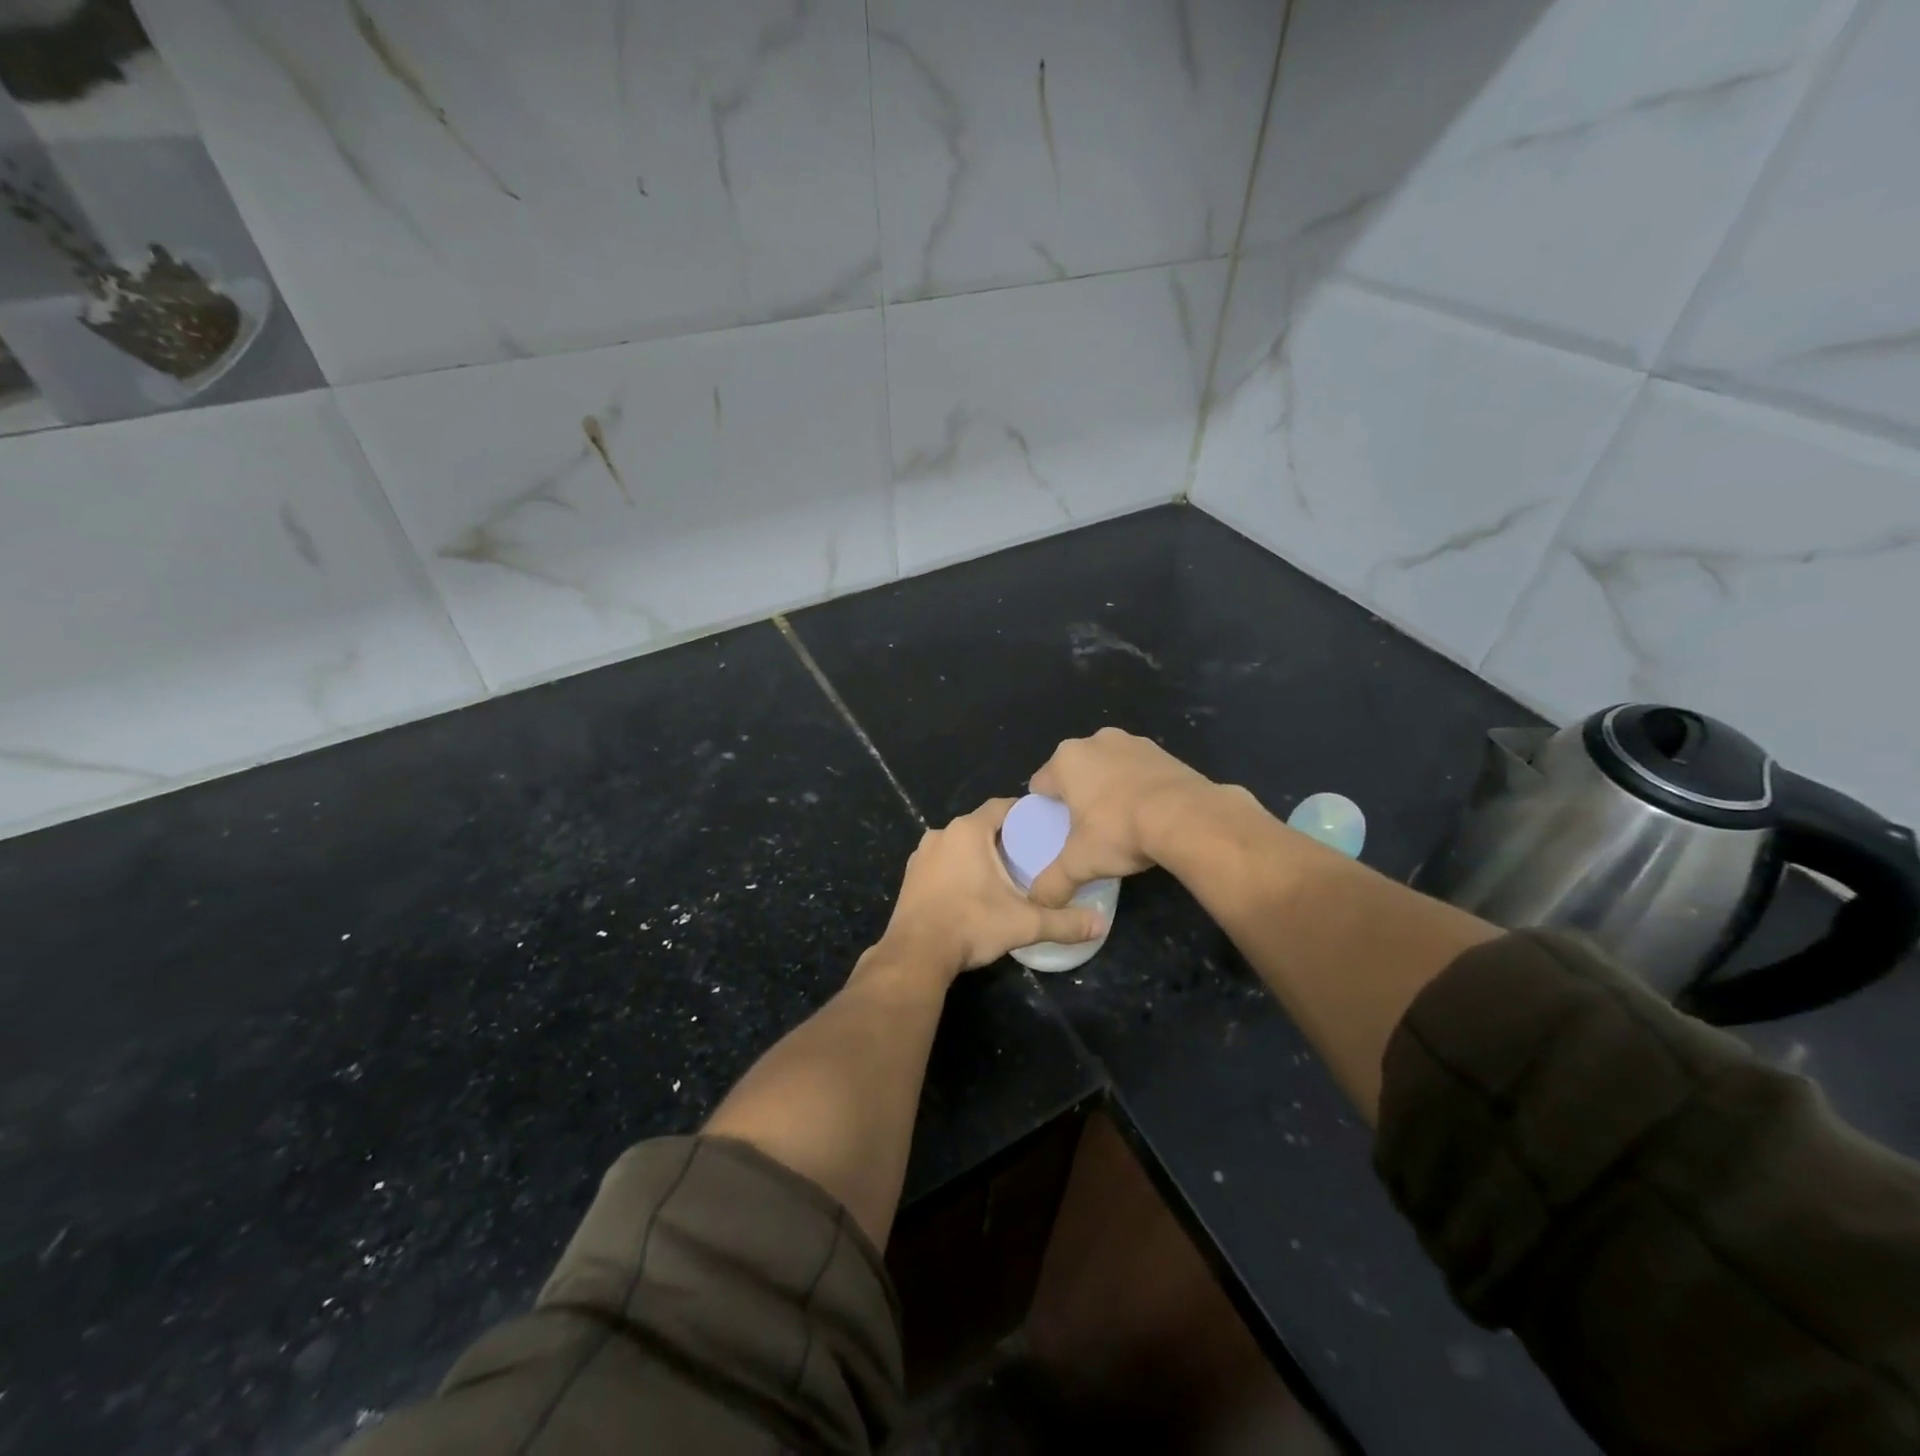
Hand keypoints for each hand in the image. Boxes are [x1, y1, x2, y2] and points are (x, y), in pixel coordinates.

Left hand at [877, 799, 1106, 976]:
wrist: (916, 954)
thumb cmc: (971, 925)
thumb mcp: (1024, 923)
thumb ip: (1064, 922)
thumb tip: (1101, 925)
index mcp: (968, 831)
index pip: (1002, 807)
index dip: (1025, 814)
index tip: (1044, 828)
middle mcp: (942, 833)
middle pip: (981, 825)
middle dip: (1004, 837)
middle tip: (1031, 855)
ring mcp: (921, 854)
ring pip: (959, 844)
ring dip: (979, 853)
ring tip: (1004, 874)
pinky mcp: (910, 876)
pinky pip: (942, 862)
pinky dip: (958, 869)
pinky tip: (973, 890)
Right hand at [1026, 728, 1216, 907]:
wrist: (1187, 818)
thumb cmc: (1119, 831)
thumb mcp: (1079, 865)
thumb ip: (1053, 883)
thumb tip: (1040, 901)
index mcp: (1066, 759)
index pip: (1041, 784)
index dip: (1045, 809)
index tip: (1056, 832)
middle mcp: (1096, 741)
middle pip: (1076, 773)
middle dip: (1079, 797)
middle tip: (1087, 831)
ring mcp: (1133, 742)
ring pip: (1109, 769)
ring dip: (1110, 790)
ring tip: (1120, 824)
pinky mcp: (1164, 752)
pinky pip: (1140, 772)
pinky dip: (1139, 788)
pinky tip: (1148, 815)